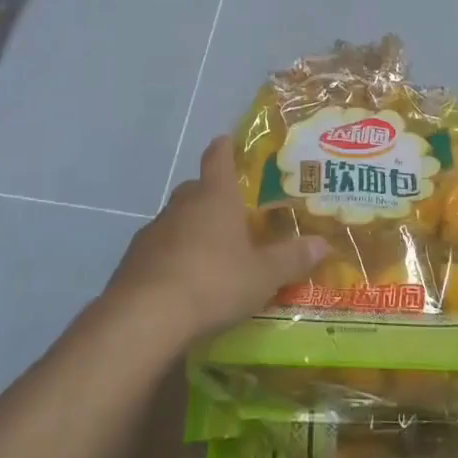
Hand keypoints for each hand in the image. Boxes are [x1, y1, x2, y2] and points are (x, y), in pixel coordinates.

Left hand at [104, 137, 328, 348]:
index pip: (217, 158)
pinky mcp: (133, 259)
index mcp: (215, 197)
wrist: (146, 316)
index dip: (224, 149)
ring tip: (210, 252)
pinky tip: (182, 281)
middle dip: (211, 195)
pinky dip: (171, 256)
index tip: (226, 142)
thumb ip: (292, 258)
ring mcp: (154, 230)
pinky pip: (159, 248)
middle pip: (196, 188)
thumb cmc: (213, 281)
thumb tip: (324, 243)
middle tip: (231, 212)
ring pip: (176, 219)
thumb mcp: (262, 275)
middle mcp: (182, 204)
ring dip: (190, 228)